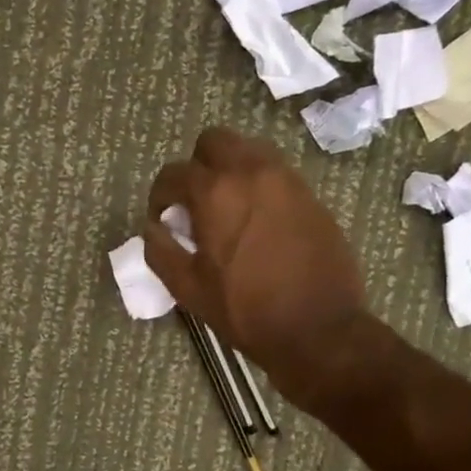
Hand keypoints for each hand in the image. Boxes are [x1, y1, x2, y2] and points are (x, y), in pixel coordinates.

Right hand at [144, 129, 368, 401]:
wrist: (318, 329)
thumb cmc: (245, 311)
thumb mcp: (188, 289)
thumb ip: (161, 251)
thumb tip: (153, 229)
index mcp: (215, 193)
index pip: (174, 173)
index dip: (160, 195)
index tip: (162, 218)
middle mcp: (252, 173)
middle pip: (215, 141)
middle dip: (197, 166)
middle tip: (195, 202)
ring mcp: (288, 181)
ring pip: (250, 150)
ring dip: (231, 170)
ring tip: (227, 208)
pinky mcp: (311, 196)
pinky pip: (277, 174)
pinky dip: (259, 185)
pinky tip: (257, 222)